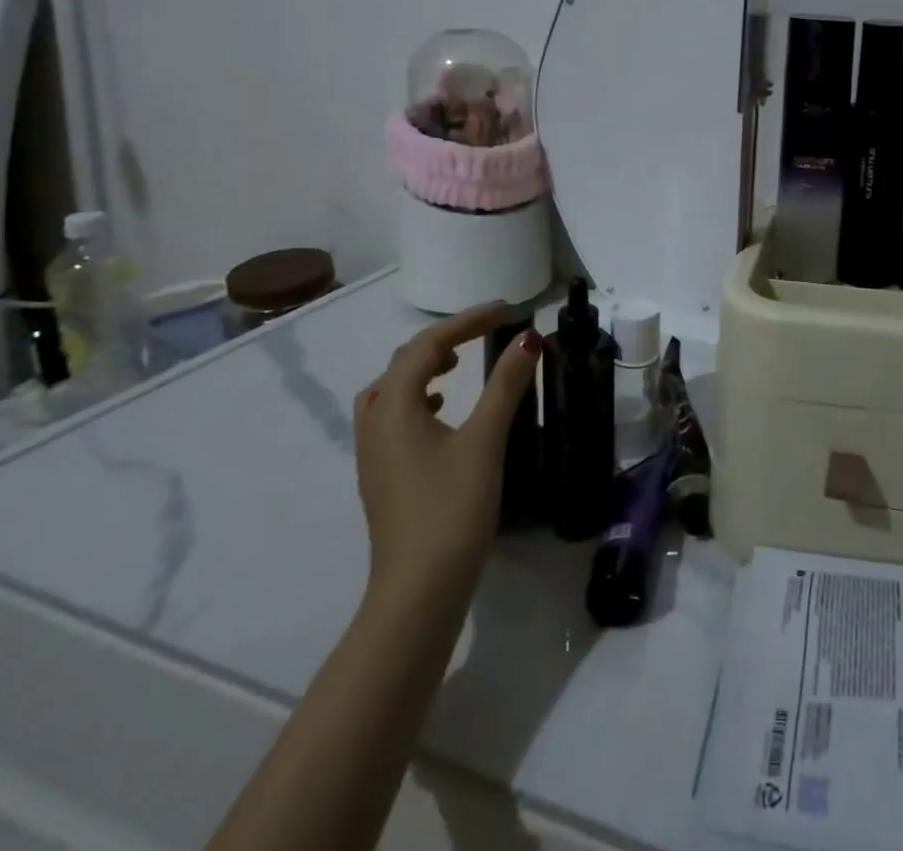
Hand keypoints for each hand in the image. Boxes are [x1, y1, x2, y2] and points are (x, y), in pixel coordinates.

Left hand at [351, 303, 541, 610]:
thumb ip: (505, 385)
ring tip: (458, 363)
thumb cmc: (452, 508)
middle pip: (404, 363)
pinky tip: (444, 412)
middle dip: (445, 339)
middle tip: (486, 331)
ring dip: (425, 368)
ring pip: (392, 391)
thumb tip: (528, 339)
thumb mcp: (485, 440)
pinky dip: (419, 399)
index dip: (467, 321)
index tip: (506, 310)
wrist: (418, 591)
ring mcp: (374, 453)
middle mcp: (375, 423)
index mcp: (394, 407)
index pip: (427, 345)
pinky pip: (394, 416)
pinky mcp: (383, 475)